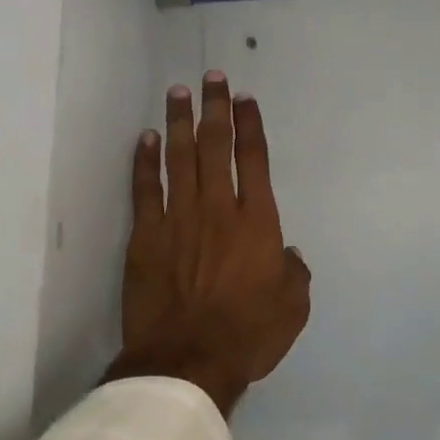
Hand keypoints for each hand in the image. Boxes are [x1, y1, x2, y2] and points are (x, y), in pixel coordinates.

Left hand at [106, 72, 311, 416]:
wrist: (187, 362)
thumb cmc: (247, 334)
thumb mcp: (293, 307)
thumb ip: (294, 273)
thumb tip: (288, 254)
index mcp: (257, 221)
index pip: (254, 159)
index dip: (250, 125)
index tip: (245, 99)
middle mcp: (218, 208)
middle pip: (215, 146)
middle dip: (215, 108)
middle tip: (212, 77)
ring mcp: (178, 219)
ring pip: (179, 157)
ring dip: (179, 122)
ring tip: (178, 92)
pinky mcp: (146, 236)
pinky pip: (145, 188)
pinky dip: (145, 161)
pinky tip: (146, 138)